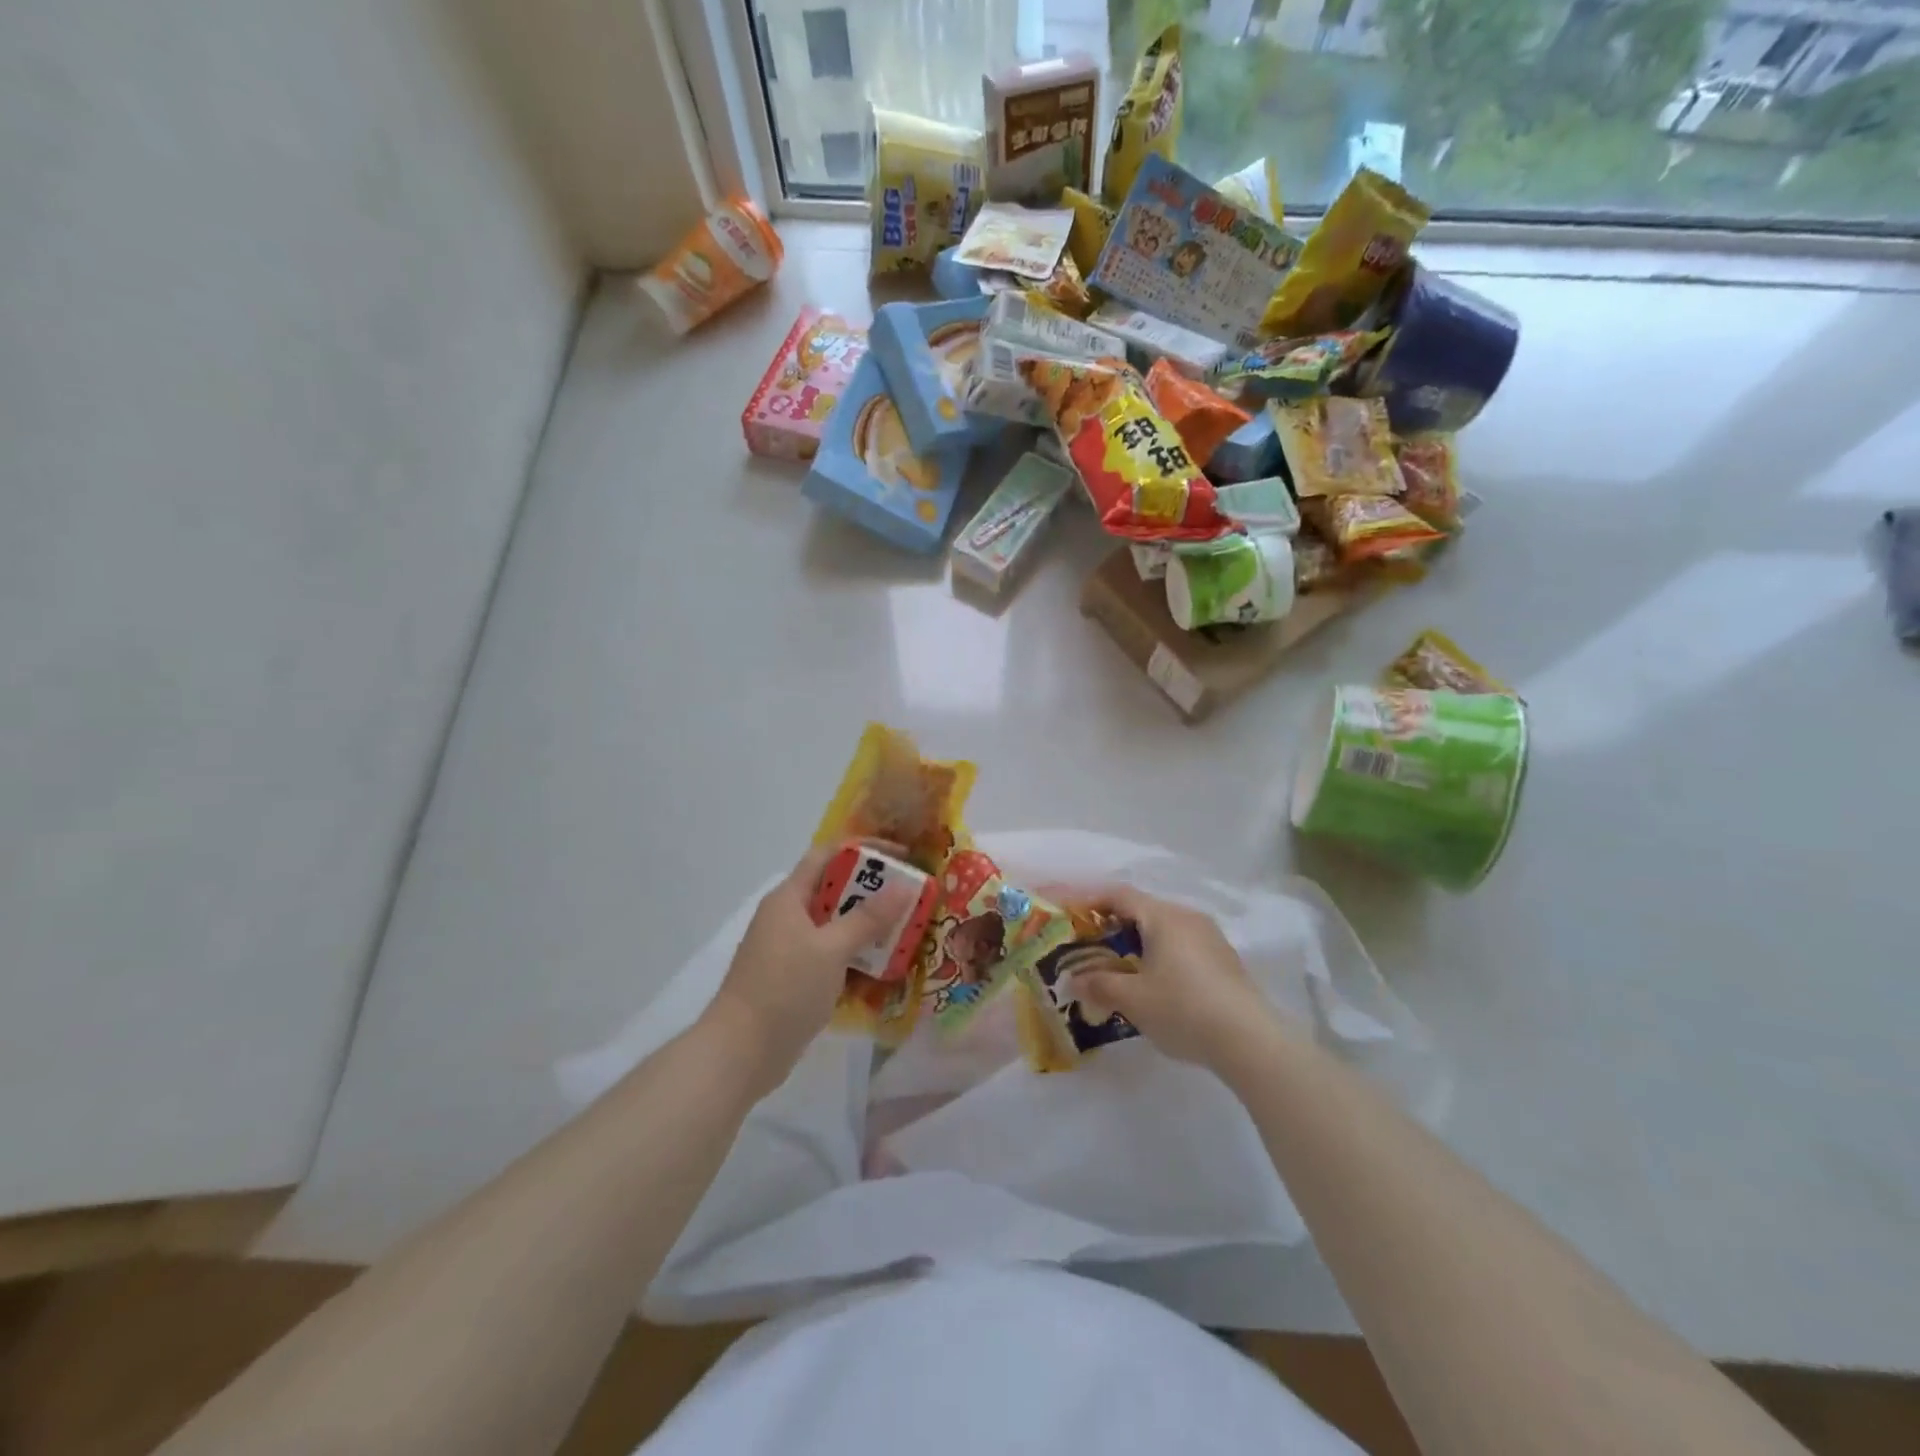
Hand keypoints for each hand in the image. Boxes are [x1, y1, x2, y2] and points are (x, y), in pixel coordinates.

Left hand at [706, 843, 912, 1091]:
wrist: (740, 1054)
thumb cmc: (784, 990)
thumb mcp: (831, 950)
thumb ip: (868, 918)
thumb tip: (903, 886)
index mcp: (789, 898)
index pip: (828, 855)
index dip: (864, 849)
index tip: (901, 856)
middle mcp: (787, 916)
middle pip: (835, 890)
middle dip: (874, 892)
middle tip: (912, 898)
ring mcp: (789, 949)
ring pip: (835, 925)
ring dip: (868, 927)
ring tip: (906, 932)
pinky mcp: (794, 978)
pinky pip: (831, 955)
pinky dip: (856, 956)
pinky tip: (883, 968)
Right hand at [1072, 886, 1288, 1070]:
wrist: (1251, 1041)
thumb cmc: (1184, 1009)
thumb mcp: (1133, 1000)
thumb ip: (1099, 984)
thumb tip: (1073, 979)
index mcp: (1163, 916)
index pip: (1118, 894)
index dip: (1088, 899)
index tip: (1066, 912)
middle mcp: (1187, 916)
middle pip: (1141, 909)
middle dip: (1110, 923)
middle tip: (1087, 943)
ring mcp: (1210, 937)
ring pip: (1163, 928)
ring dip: (1135, 940)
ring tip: (1115, 965)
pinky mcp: (1223, 960)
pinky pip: (1181, 945)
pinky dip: (1158, 953)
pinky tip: (1152, 982)